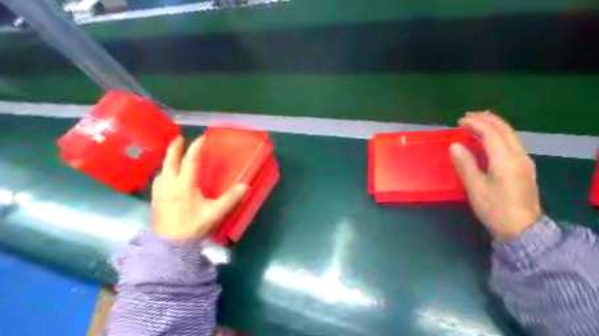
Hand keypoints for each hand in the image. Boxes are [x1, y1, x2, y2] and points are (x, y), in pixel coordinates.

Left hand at [153, 135, 250, 239]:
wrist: (170, 246)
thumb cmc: (193, 226)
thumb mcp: (215, 213)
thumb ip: (230, 199)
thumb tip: (245, 186)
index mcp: (184, 185)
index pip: (190, 161)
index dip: (196, 148)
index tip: (201, 138)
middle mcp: (169, 185)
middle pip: (170, 162)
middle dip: (174, 148)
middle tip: (179, 139)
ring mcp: (159, 193)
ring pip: (162, 171)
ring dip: (167, 161)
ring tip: (173, 158)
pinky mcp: (155, 201)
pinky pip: (157, 181)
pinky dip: (163, 173)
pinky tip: (165, 178)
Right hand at [450, 111, 543, 239]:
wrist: (522, 229)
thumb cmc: (495, 209)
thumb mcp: (475, 188)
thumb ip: (465, 164)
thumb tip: (455, 145)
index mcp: (505, 160)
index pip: (491, 132)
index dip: (475, 123)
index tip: (459, 121)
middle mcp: (518, 155)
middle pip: (504, 129)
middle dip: (487, 119)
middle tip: (468, 116)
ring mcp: (524, 161)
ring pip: (511, 134)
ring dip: (494, 124)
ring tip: (478, 121)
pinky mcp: (525, 167)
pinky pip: (512, 142)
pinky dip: (500, 134)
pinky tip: (491, 138)